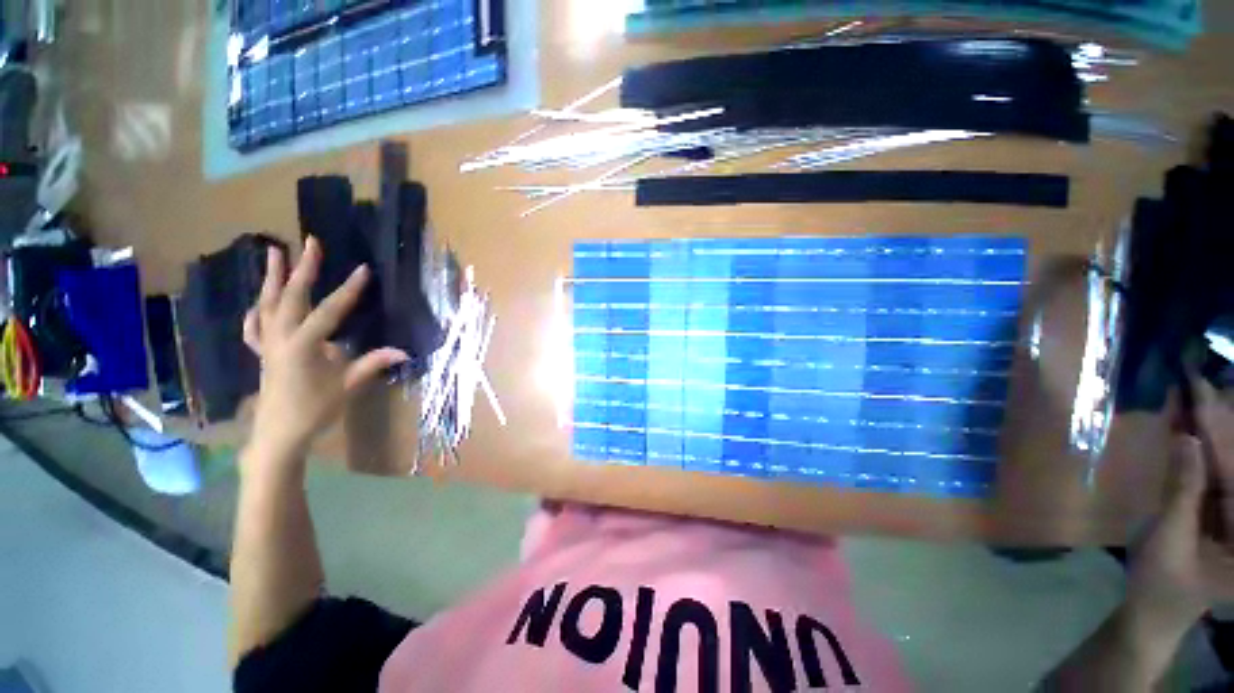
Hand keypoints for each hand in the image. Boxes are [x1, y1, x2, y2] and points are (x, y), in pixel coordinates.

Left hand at [242, 238, 407, 466]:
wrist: (278, 435)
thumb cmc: (314, 411)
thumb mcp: (347, 387)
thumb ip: (373, 364)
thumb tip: (405, 351)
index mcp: (303, 345)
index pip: (330, 311)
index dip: (348, 290)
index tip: (363, 269)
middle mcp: (281, 338)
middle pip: (291, 297)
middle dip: (303, 268)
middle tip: (311, 242)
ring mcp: (267, 344)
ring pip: (267, 304)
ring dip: (272, 277)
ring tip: (274, 251)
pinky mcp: (262, 353)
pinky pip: (254, 326)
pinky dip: (256, 309)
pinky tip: (258, 301)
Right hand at [1127, 380, 1233, 637]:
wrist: (1153, 612)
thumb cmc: (1161, 584)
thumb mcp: (1169, 542)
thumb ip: (1181, 493)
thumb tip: (1186, 439)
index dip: (1218, 431)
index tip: (1201, 390)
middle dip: (1219, 422)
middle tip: (1198, 379)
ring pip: (1226, 463)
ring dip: (1209, 430)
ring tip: (1193, 392)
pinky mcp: (1221, 511)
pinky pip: (1213, 473)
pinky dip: (1199, 448)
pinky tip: (1186, 425)